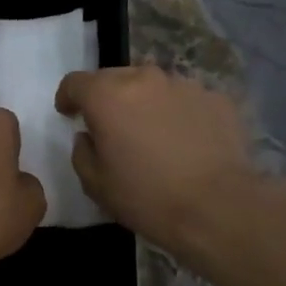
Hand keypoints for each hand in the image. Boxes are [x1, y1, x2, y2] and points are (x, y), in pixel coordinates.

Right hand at [55, 65, 265, 256]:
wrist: (217, 207)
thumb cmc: (147, 197)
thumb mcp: (96, 184)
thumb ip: (82, 152)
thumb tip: (88, 136)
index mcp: (107, 96)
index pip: (75, 82)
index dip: (68, 97)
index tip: (69, 114)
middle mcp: (145, 78)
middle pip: (115, 77)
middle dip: (108, 98)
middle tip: (112, 128)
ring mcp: (185, 85)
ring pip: (154, 87)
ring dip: (145, 104)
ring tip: (153, 136)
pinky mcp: (217, 99)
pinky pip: (186, 100)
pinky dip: (178, 114)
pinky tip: (186, 143)